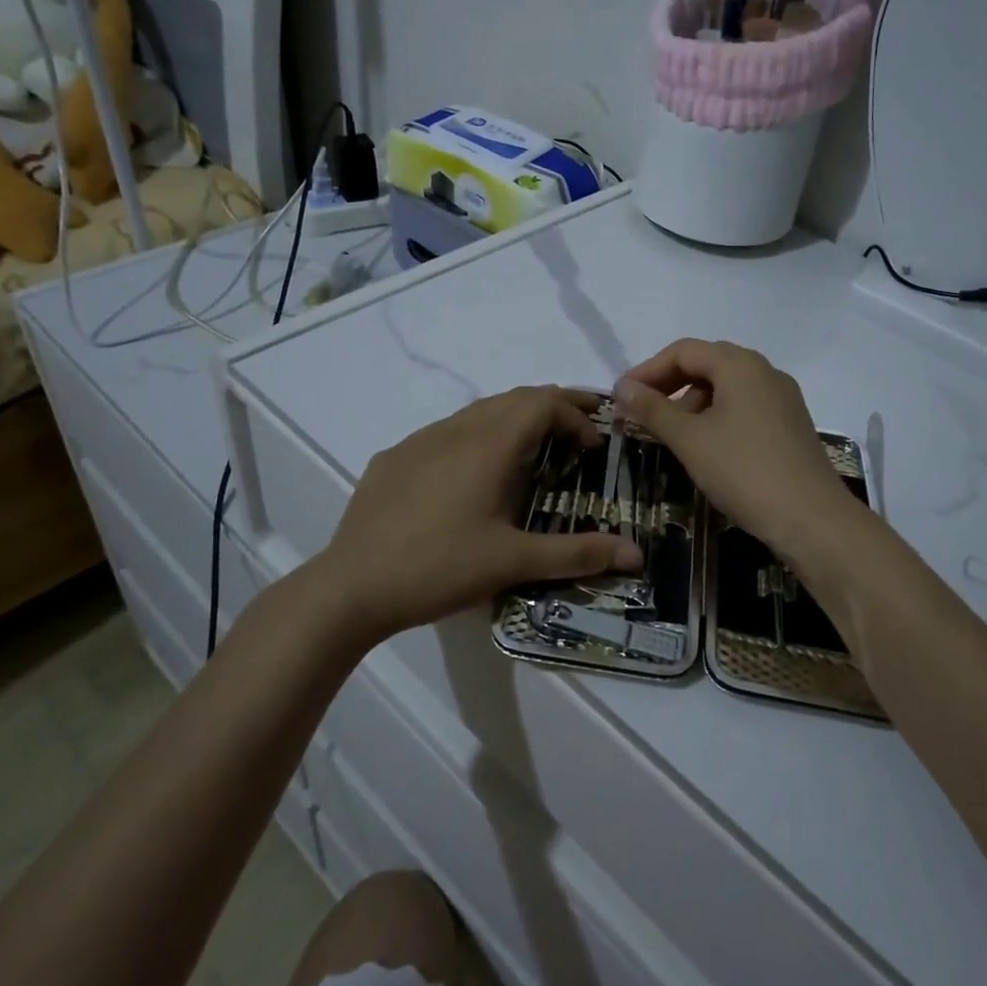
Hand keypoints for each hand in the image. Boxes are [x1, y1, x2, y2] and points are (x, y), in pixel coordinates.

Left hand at [319, 386, 643, 641]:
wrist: (351, 586)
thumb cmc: (439, 568)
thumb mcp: (513, 562)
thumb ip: (577, 553)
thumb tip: (635, 554)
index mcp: (488, 445)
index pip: (543, 403)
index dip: (575, 414)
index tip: (593, 445)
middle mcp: (455, 429)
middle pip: (513, 398)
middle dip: (551, 406)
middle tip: (578, 429)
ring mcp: (419, 441)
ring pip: (477, 411)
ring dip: (513, 418)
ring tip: (533, 446)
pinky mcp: (393, 459)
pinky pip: (445, 432)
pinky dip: (476, 436)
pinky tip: (471, 473)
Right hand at [615, 340, 861, 562]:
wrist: (812, 520)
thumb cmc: (744, 471)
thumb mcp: (689, 439)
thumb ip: (652, 409)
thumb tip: (621, 387)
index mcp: (740, 364)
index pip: (683, 351)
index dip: (647, 371)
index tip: (622, 398)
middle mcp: (765, 372)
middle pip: (706, 365)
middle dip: (669, 386)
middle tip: (641, 414)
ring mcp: (782, 399)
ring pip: (726, 388)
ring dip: (692, 404)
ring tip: (671, 437)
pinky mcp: (791, 425)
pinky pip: (744, 408)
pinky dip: (716, 418)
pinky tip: (705, 448)